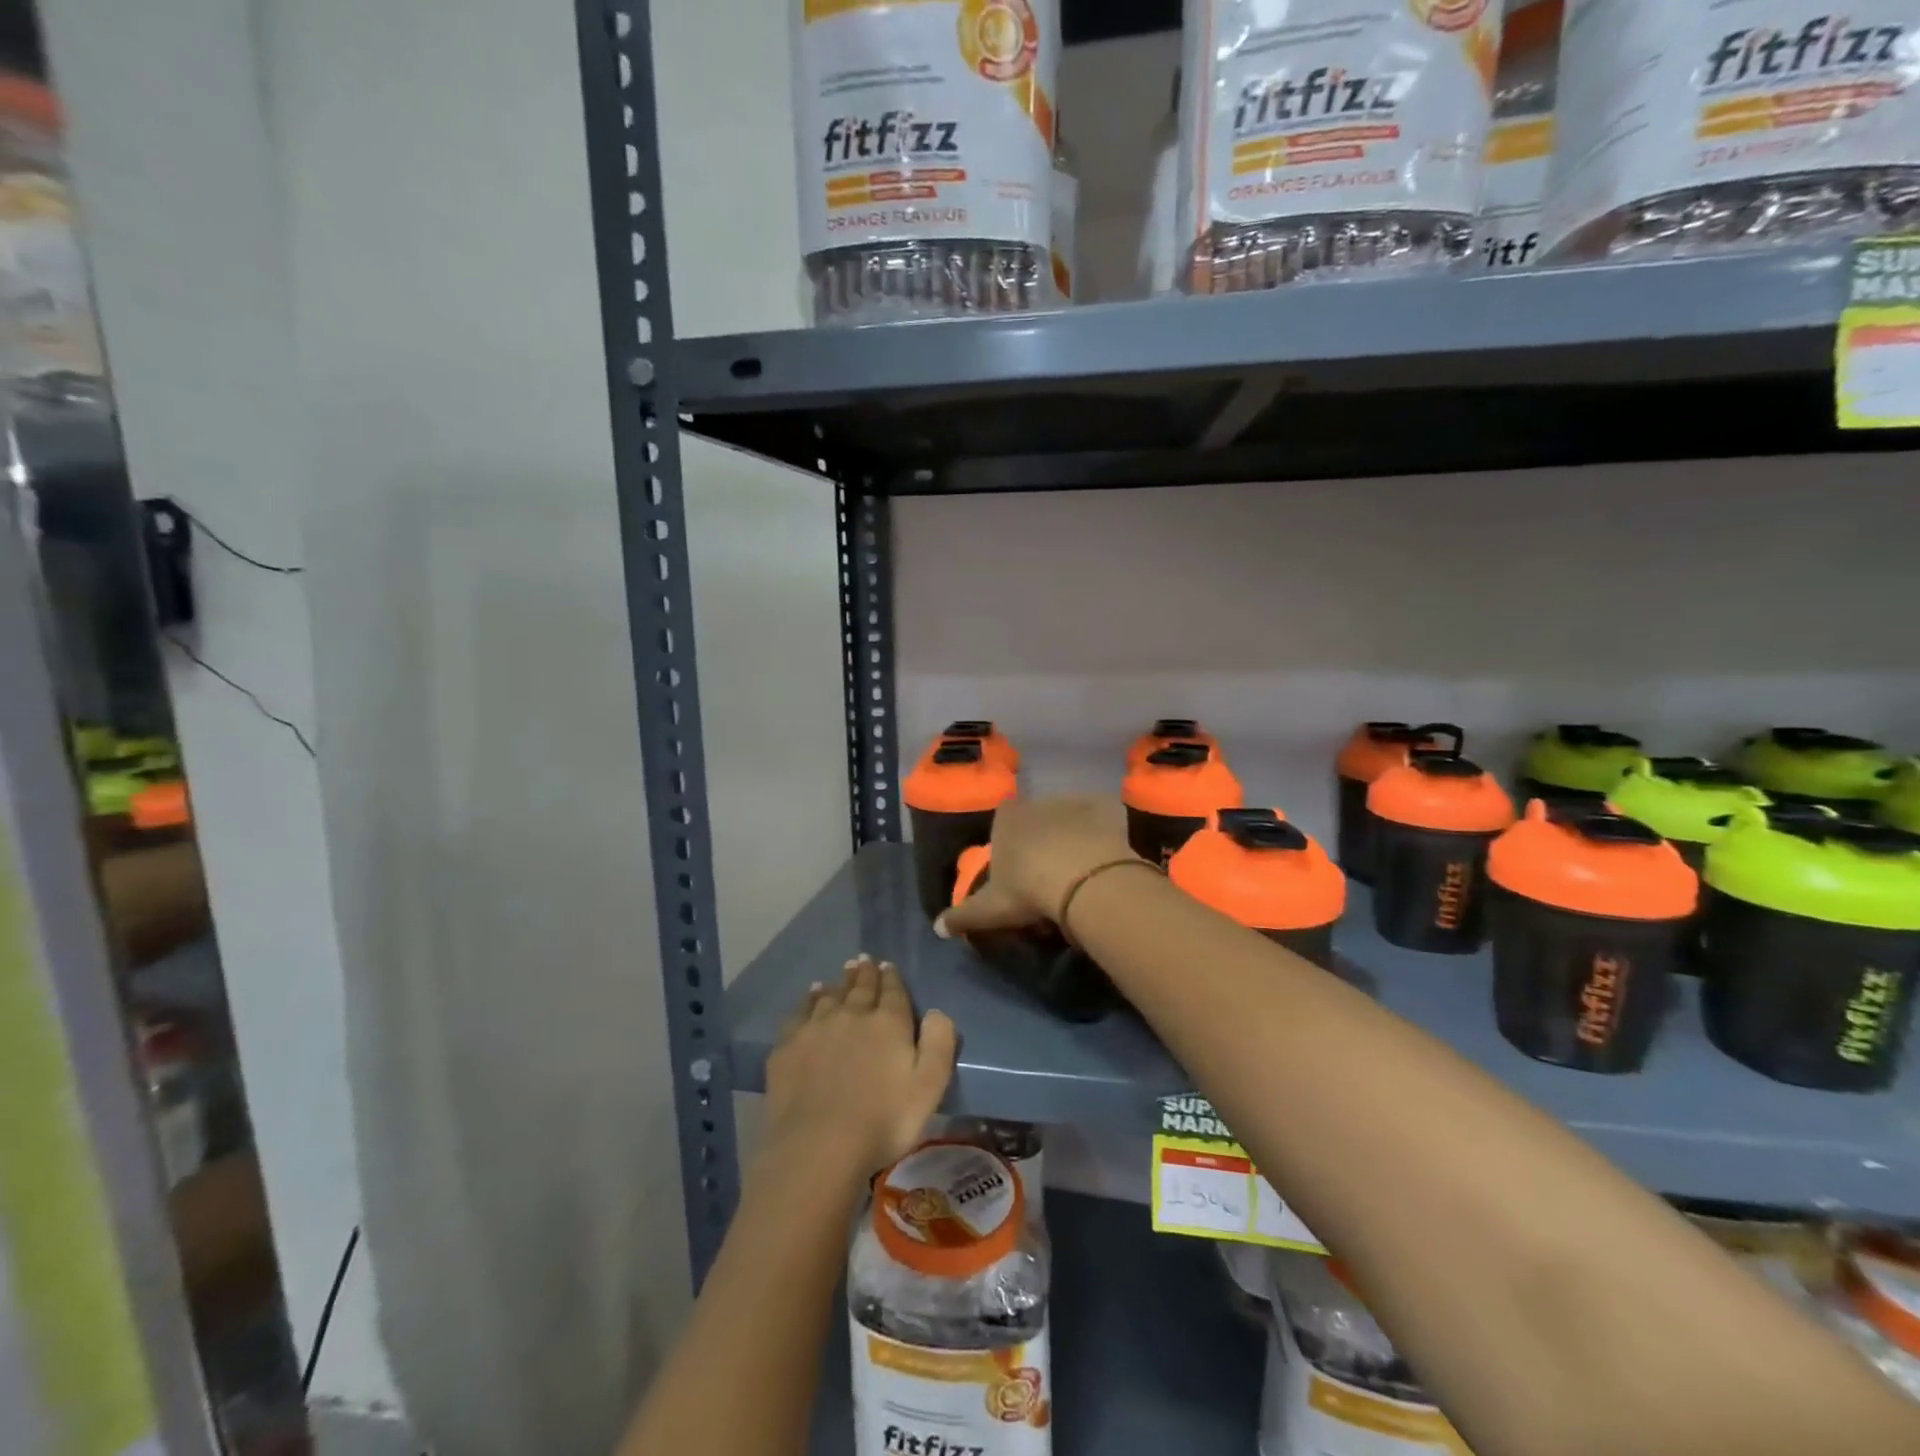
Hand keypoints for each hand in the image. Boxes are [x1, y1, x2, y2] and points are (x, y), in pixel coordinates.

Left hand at [763, 956, 956, 1178]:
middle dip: (865, 973)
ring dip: (839, 983)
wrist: (817, 1146)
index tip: (888, 965)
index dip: (891, 977)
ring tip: (842, 973)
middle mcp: (852, 1014)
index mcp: (888, 1023)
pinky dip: (808, 1000)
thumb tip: (937, 1011)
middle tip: (864, 960)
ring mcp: (816, 1027)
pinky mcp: (788, 1046)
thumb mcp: (929, 1087)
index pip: (892, 991)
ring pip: (830, 995)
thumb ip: (938, 1045)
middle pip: (860, 987)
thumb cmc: (883, 1121)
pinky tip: (810, 997)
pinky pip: (800, 1012)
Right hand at [935, 795, 1136, 937]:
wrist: (1083, 881)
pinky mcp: (1106, 807)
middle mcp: (1038, 802)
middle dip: (1043, 838)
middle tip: (1050, 875)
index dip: (1010, 841)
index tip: (1018, 868)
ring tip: (1082, 871)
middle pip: (1038, 818)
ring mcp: (1074, 802)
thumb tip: (937, 928)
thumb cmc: (1028, 889)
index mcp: (1007, 818)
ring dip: (1074, 836)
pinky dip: (1106, 833)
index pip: (1003, 820)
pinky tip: (1107, 859)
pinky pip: (1105, 816)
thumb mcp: (990, 909)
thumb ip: (962, 917)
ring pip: (1071, 817)